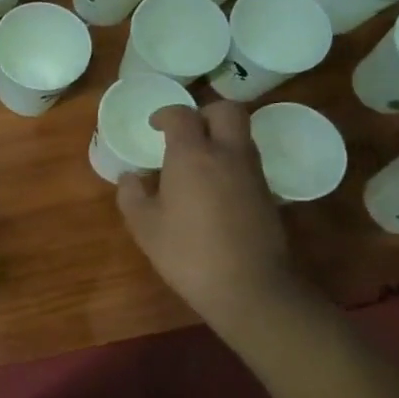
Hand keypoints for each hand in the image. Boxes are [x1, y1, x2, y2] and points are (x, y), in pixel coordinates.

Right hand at [117, 103, 296, 323]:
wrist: (248, 286)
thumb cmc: (187, 253)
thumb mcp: (144, 226)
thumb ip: (132, 195)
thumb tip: (131, 178)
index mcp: (192, 156)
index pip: (182, 115)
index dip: (165, 115)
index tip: (154, 126)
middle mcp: (227, 154)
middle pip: (226, 110)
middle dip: (204, 113)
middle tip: (185, 132)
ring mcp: (252, 173)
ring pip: (241, 134)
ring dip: (220, 136)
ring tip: (196, 160)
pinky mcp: (267, 193)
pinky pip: (247, 160)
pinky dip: (230, 160)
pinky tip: (213, 187)